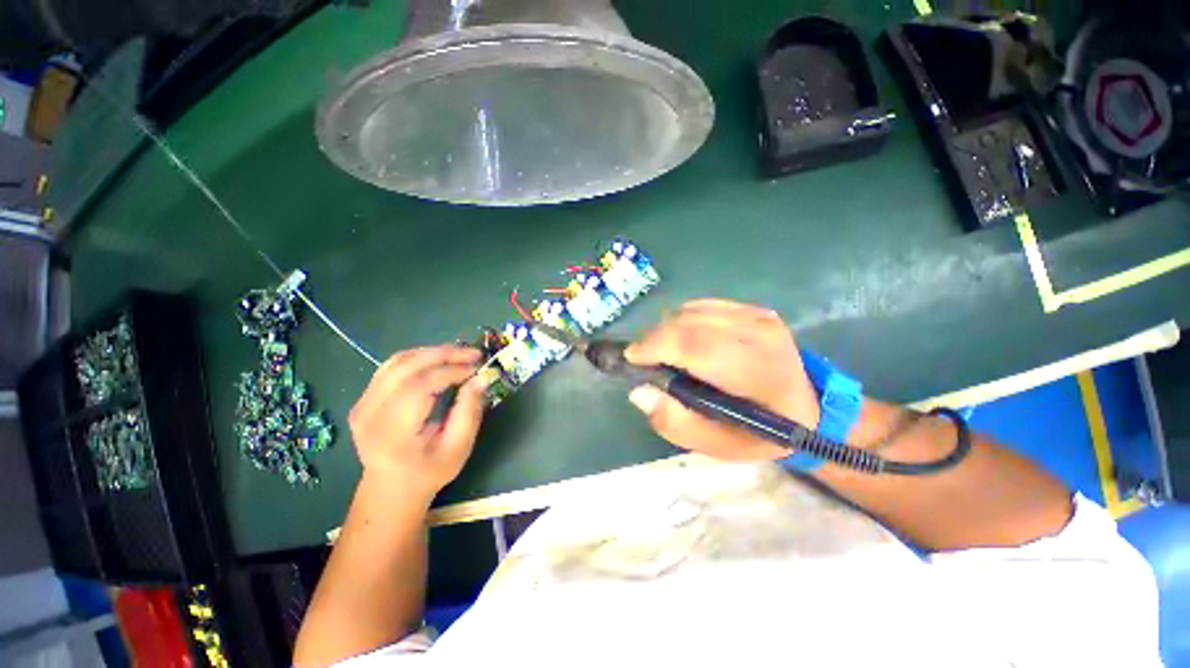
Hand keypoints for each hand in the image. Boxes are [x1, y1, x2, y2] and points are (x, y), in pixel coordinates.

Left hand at [348, 346, 486, 500]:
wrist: (390, 489)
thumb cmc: (429, 472)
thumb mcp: (458, 447)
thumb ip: (470, 411)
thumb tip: (482, 377)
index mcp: (392, 432)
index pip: (420, 386)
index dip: (451, 371)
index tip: (478, 368)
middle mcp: (369, 413)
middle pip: (406, 367)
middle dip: (444, 354)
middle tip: (474, 353)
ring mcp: (362, 403)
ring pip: (398, 361)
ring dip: (432, 352)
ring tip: (460, 354)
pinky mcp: (364, 397)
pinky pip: (392, 366)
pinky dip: (419, 357)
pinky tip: (439, 360)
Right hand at [625, 299, 819, 460]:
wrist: (808, 407)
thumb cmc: (760, 432)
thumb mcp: (718, 446)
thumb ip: (675, 423)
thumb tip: (638, 391)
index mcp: (757, 373)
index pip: (696, 346)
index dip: (656, 346)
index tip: (632, 357)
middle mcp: (760, 334)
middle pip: (688, 322)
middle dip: (655, 338)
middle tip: (645, 359)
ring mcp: (758, 316)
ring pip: (691, 311)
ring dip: (668, 330)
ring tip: (667, 353)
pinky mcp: (752, 309)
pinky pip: (702, 306)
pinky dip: (684, 321)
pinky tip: (687, 340)